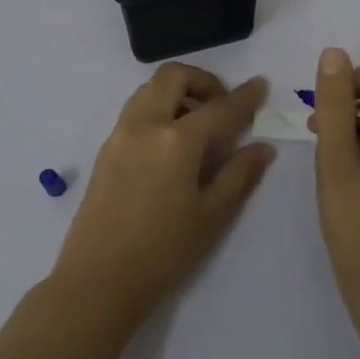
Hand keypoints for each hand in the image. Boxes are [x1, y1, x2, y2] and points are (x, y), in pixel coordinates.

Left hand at [51, 63, 274, 326]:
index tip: (260, 84)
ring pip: (149, 89)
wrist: (97, 281)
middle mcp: (145, 124)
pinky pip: (135, 110)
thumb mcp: (212, 216)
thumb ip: (239, 175)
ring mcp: (120, 135)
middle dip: (202, 80)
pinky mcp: (105, 150)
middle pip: (173, 77)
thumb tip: (262, 147)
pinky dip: (158, 108)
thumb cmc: (163, 252)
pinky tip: (171, 144)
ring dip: (176, 92)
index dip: (244, 96)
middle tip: (222, 104)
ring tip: (197, 124)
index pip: (219, 107)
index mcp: (176, 140)